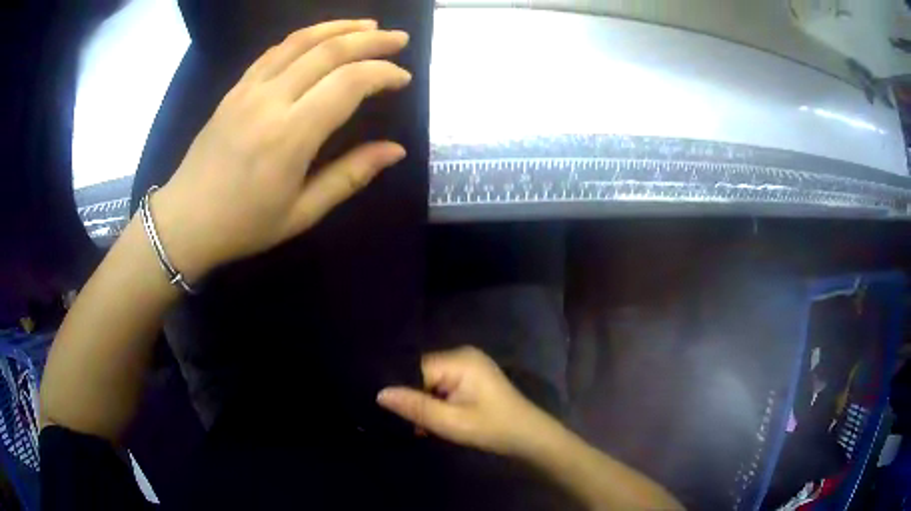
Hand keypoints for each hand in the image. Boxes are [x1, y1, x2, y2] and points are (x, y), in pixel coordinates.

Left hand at [150, 20, 411, 280]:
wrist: (185, 221)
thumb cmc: (244, 225)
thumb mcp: (302, 213)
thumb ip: (350, 176)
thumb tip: (396, 150)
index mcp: (290, 136)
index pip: (348, 83)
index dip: (382, 74)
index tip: (403, 78)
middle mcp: (270, 101)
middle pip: (328, 51)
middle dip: (371, 39)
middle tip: (399, 39)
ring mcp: (248, 90)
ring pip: (300, 41)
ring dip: (339, 27)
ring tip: (368, 25)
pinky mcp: (235, 89)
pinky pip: (274, 51)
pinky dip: (304, 37)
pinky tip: (321, 37)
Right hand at [377, 346, 559, 457]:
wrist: (529, 437)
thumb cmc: (493, 429)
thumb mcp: (451, 422)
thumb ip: (416, 407)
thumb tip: (379, 393)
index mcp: (459, 360)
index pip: (415, 368)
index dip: (401, 389)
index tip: (389, 411)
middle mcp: (462, 355)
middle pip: (422, 373)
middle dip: (413, 398)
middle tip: (408, 424)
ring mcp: (469, 365)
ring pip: (431, 381)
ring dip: (425, 404)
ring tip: (420, 427)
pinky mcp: (472, 376)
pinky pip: (443, 385)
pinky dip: (437, 402)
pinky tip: (435, 421)